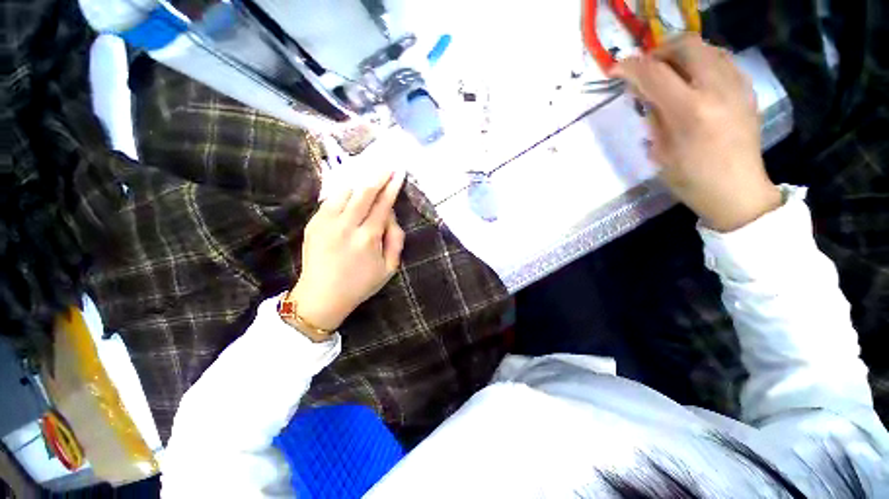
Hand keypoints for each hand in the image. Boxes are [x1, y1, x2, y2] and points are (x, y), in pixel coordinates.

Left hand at [290, 170, 406, 331]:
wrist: (321, 296)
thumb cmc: (360, 284)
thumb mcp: (389, 268)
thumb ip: (396, 240)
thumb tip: (392, 216)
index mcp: (368, 238)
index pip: (383, 205)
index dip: (392, 187)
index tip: (398, 173)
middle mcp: (347, 226)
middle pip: (364, 192)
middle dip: (378, 176)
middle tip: (387, 166)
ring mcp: (326, 223)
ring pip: (345, 191)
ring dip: (359, 182)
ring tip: (369, 176)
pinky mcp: (314, 223)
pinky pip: (330, 199)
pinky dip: (343, 191)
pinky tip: (351, 189)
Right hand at [613, 34, 781, 231]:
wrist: (738, 190)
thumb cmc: (691, 179)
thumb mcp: (659, 151)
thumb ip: (652, 116)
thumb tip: (642, 92)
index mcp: (690, 111)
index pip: (655, 73)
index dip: (630, 67)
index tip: (615, 70)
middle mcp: (717, 89)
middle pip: (686, 45)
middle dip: (659, 51)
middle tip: (646, 70)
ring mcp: (737, 86)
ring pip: (706, 47)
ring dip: (681, 55)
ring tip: (668, 74)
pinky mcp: (747, 89)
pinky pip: (722, 60)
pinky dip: (701, 62)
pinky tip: (692, 81)